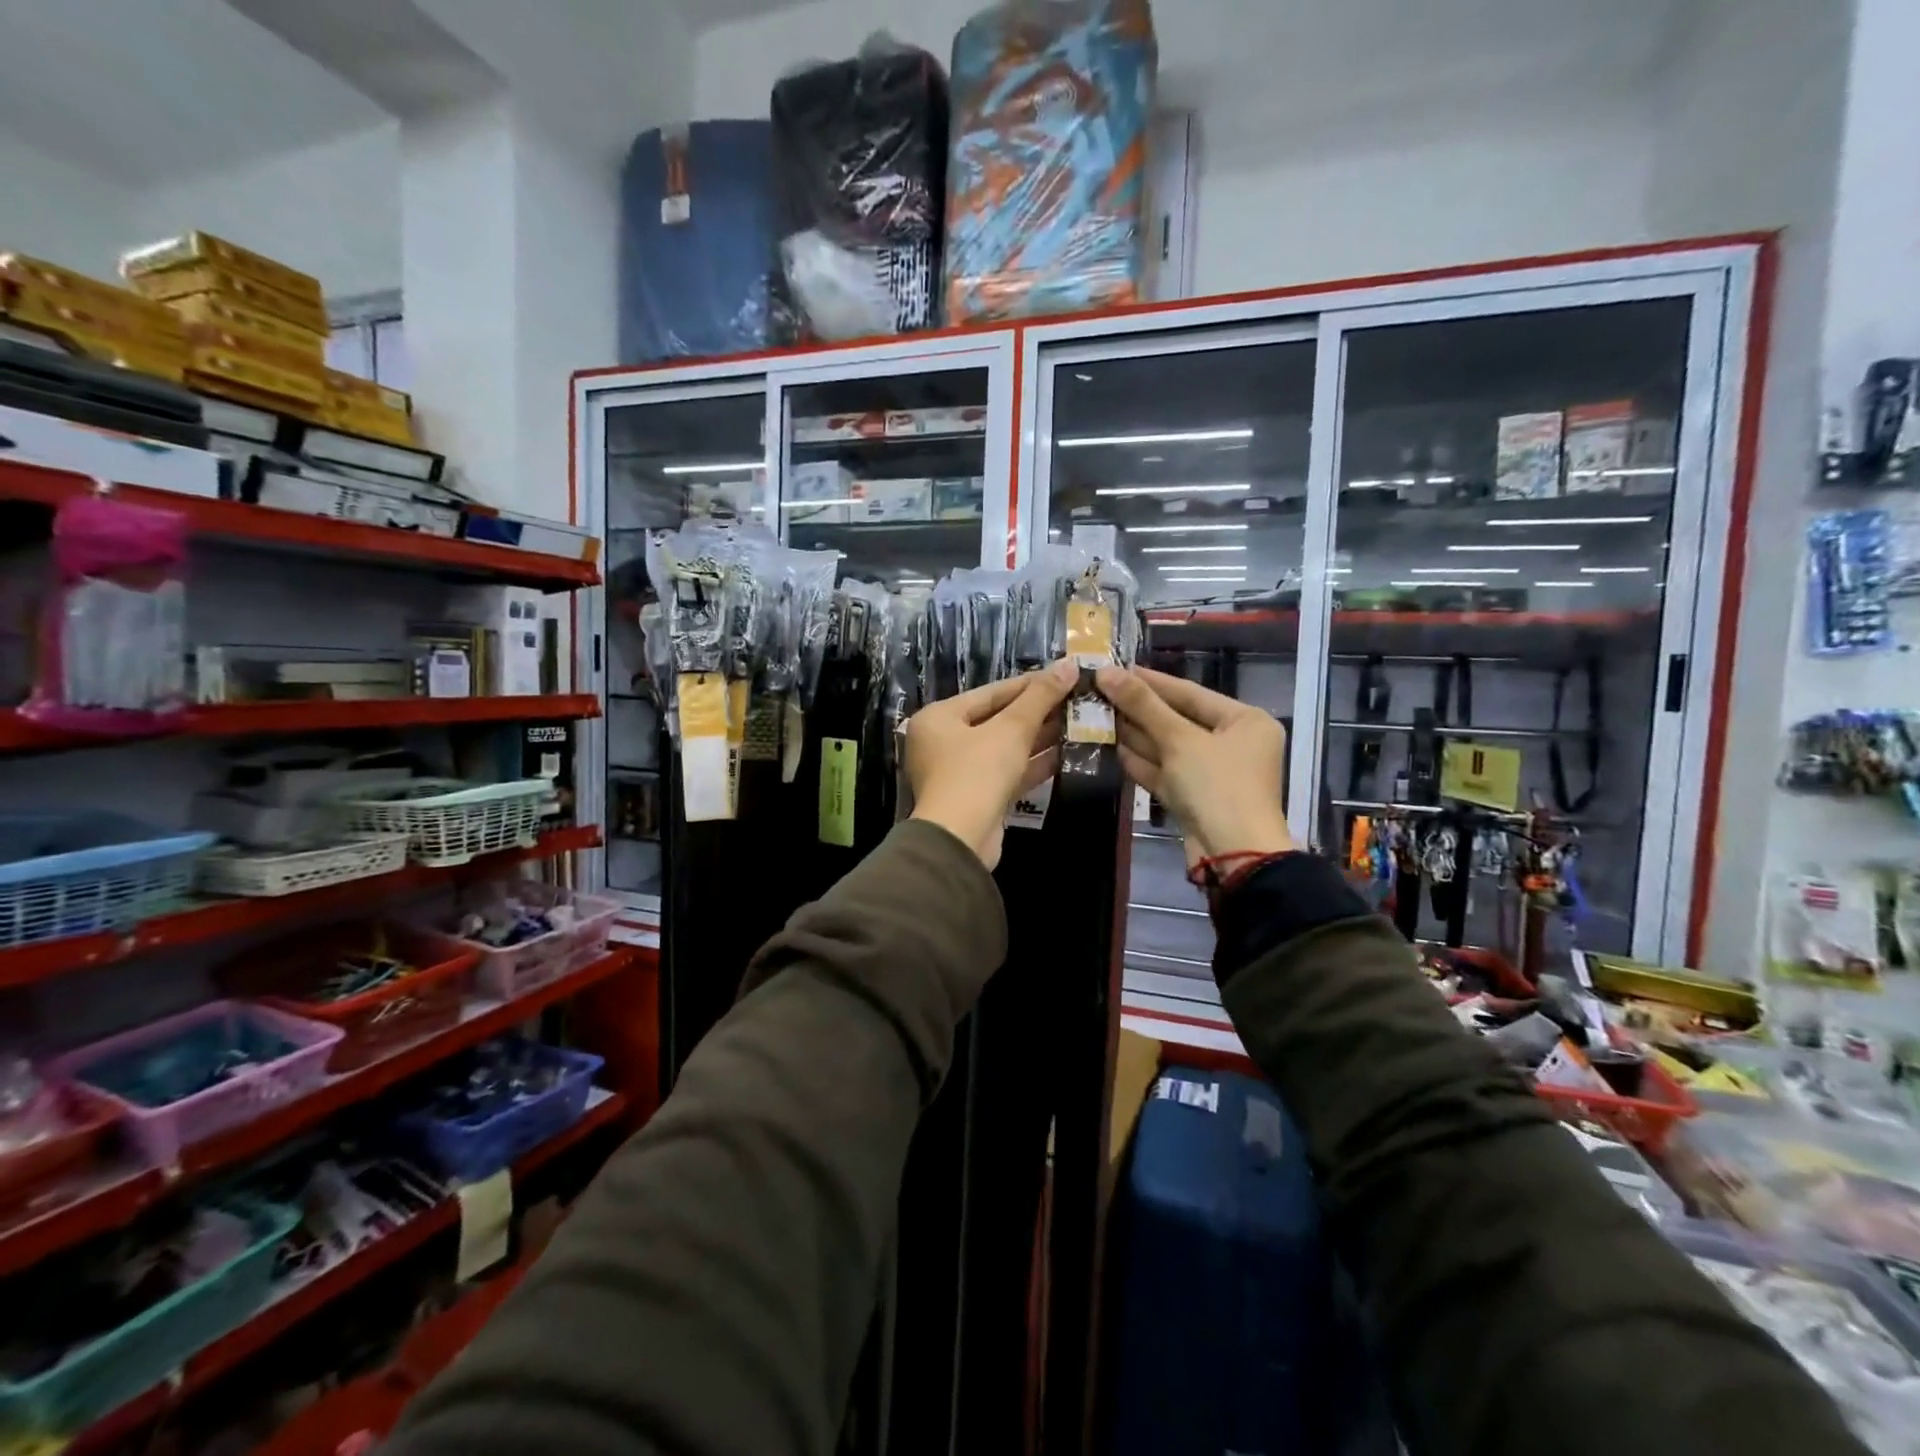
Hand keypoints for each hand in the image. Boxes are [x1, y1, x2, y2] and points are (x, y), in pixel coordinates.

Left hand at [905, 659, 1075, 868]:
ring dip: (1039, 737)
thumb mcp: (1011, 729)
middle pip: (997, 719)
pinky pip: (1008, 772)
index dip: (1029, 684)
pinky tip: (1067, 753)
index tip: (1063, 675)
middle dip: (1037, 712)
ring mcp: (960, 772)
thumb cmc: (977, 772)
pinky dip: (1033, 763)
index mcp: (939, 718)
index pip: (990, 693)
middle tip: (1075, 699)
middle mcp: (943, 742)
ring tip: (1078, 722)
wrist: (961, 839)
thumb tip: (1069, 664)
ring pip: (1005, 748)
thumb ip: (1040, 697)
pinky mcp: (978, 798)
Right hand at [1095, 665, 1292, 867]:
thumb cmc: (1216, 786)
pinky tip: (1114, 748)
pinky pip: (1167, 772)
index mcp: (1245, 721)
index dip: (1151, 681)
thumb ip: (1142, 705)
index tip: (1117, 668)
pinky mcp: (1196, 798)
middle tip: (1101, 692)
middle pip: (1179, 720)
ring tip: (1099, 716)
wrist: (1233, 855)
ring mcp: (1214, 774)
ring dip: (1136, 735)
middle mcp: (1233, 744)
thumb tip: (1106, 672)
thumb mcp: (1179, 740)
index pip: (1190, 693)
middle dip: (1140, 710)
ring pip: (1170, 748)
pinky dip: (1143, 762)